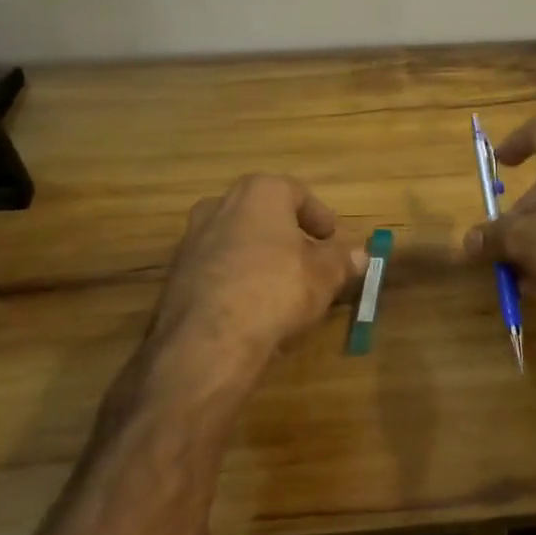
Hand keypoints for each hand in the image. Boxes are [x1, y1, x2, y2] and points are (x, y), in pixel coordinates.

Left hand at [153, 174, 365, 366]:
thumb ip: (342, 261)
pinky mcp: (174, 276)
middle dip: (285, 234)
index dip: (318, 216)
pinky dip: (234, 279)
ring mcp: (192, 239)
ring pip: (235, 240)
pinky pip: (215, 268)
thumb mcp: (325, 276)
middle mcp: (221, 205)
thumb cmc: (276, 290)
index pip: (296, 192)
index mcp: (259, 192)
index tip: (331, 239)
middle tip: (307, 259)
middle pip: (262, 213)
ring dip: (258, 256)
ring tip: (279, 286)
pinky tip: (250, 307)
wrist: (207, 342)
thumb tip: (361, 256)